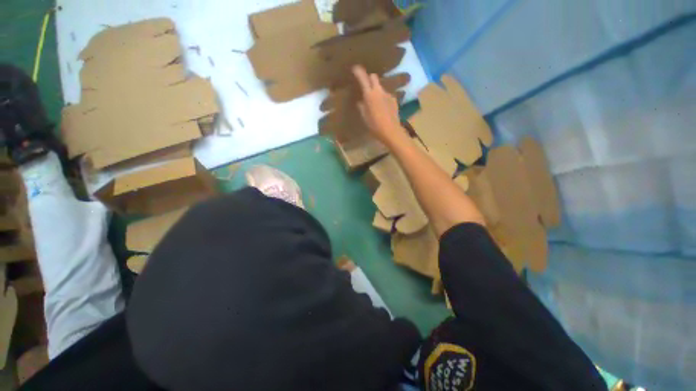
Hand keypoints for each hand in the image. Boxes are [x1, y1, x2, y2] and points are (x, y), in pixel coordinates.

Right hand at [352, 65, 403, 144]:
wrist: (391, 131)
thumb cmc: (375, 126)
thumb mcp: (364, 117)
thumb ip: (362, 107)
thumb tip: (361, 101)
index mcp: (369, 95)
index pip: (363, 78)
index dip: (358, 72)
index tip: (355, 68)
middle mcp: (379, 91)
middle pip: (374, 77)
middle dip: (369, 79)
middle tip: (366, 87)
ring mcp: (388, 94)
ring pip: (380, 87)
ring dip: (377, 91)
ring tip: (376, 103)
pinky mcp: (394, 100)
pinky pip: (387, 96)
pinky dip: (383, 99)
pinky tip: (383, 108)